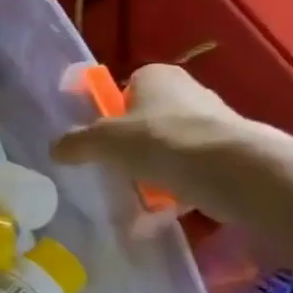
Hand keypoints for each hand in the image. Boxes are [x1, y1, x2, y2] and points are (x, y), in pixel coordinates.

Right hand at [51, 64, 267, 222]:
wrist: (237, 172)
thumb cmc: (161, 141)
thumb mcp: (104, 142)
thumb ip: (76, 143)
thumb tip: (55, 149)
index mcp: (155, 76)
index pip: (125, 88)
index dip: (111, 114)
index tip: (102, 142)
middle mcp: (188, 91)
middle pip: (149, 120)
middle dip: (134, 147)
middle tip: (118, 171)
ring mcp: (215, 123)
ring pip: (173, 148)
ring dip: (157, 173)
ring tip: (140, 201)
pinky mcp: (235, 155)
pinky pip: (196, 172)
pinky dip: (181, 192)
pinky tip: (166, 216)